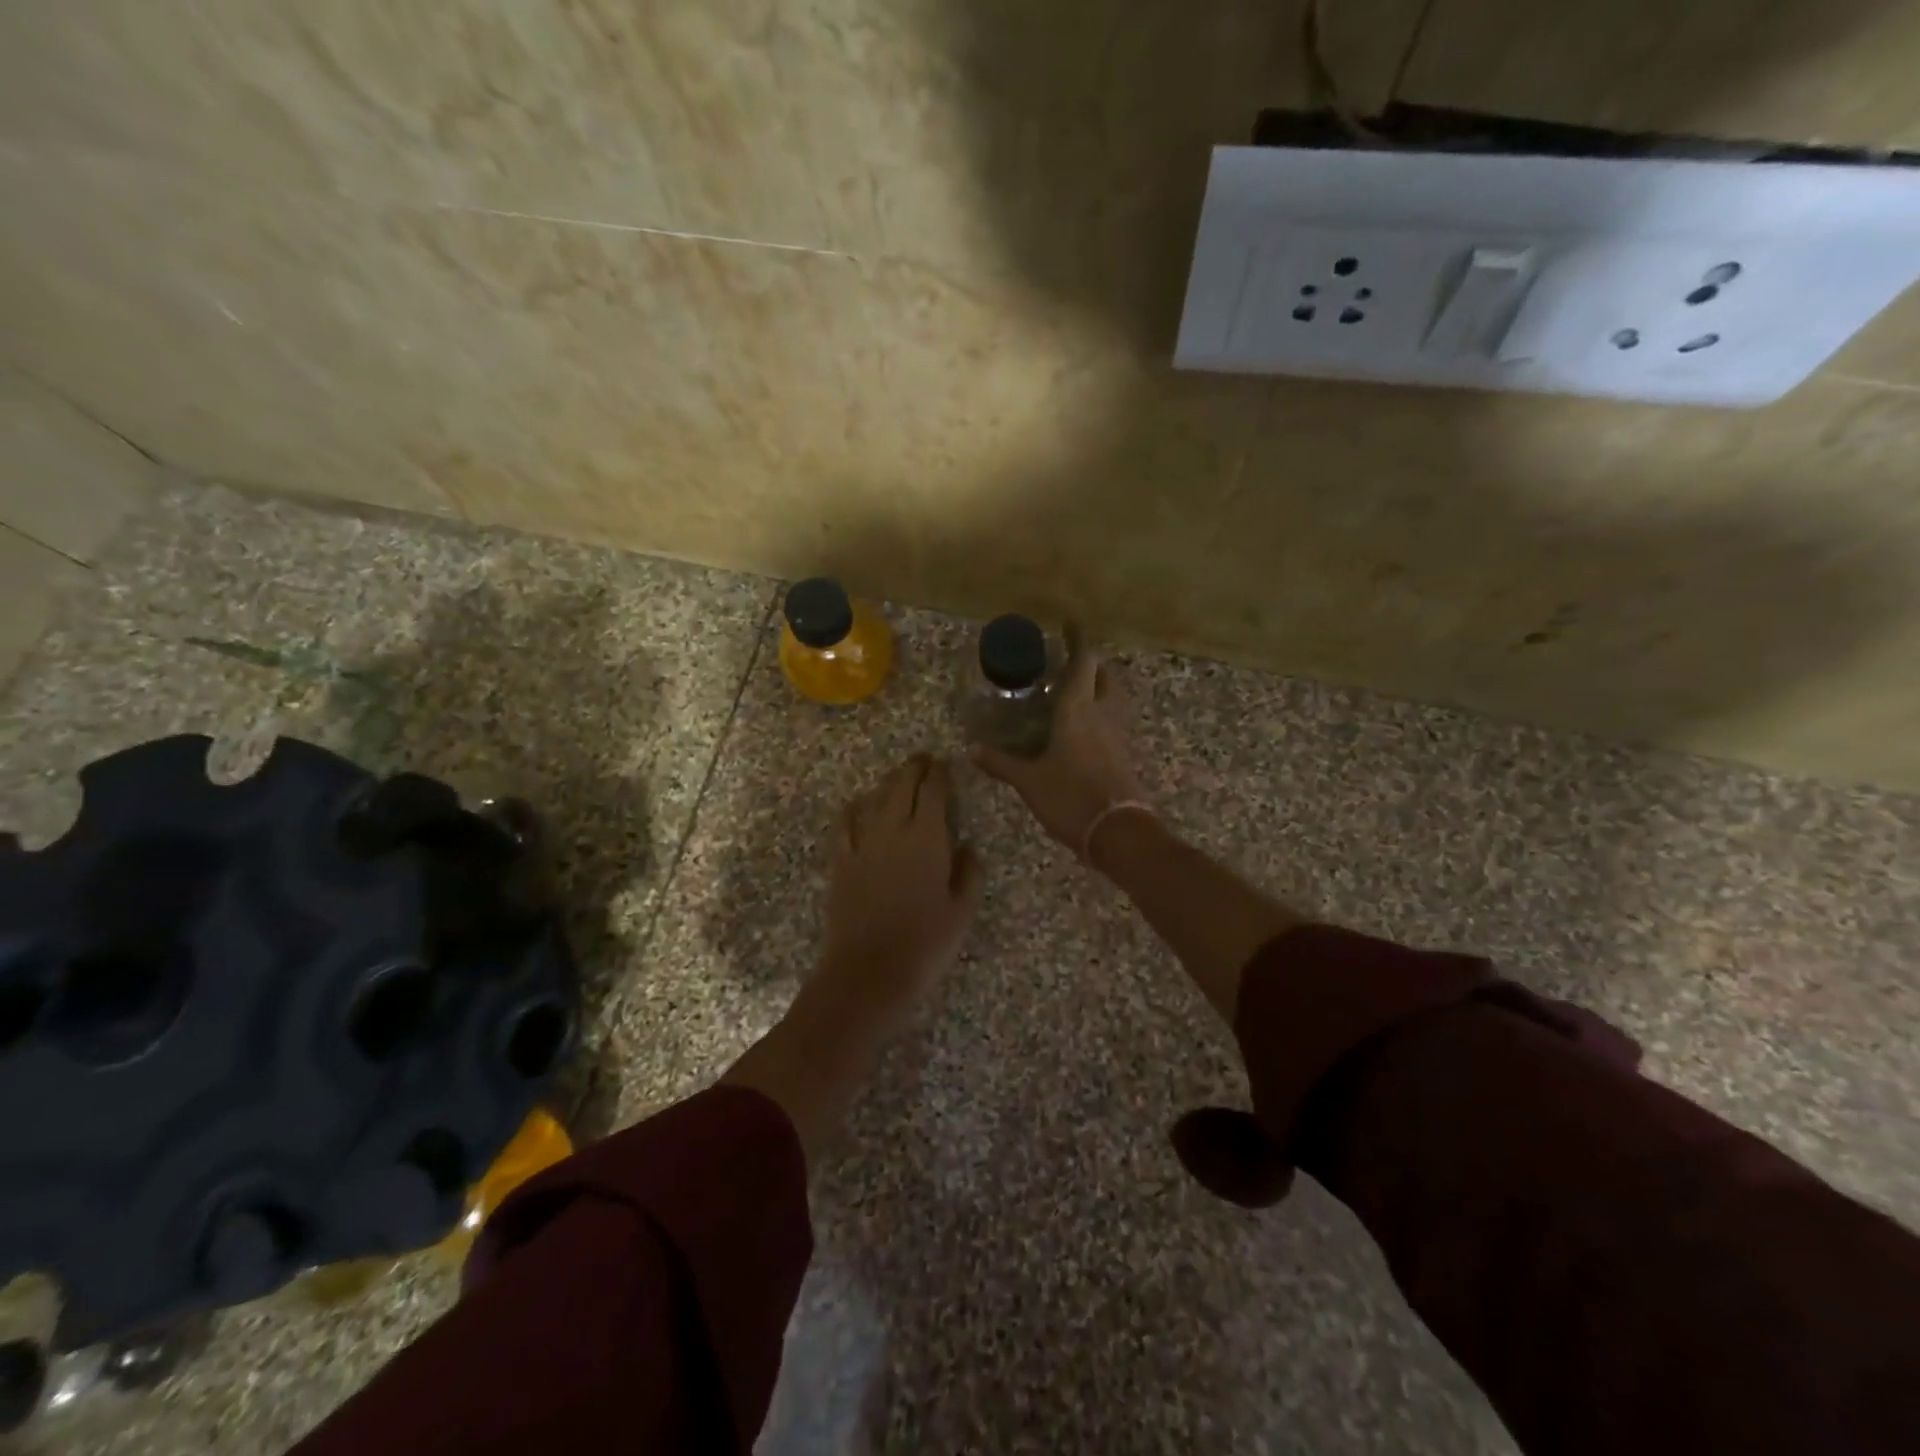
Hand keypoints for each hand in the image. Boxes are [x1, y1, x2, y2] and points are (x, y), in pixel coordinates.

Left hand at [817, 755, 980, 1033]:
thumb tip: (967, 846)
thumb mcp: (962, 911)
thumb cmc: (925, 943)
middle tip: (923, 760)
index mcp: (928, 837)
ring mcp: (863, 843)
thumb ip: (968, 873)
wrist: (868, 971)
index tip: (945, 763)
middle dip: (914, 768)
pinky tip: (859, 806)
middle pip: (902, 785)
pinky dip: (855, 809)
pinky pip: (846, 823)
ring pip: (875, 798)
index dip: (940, 773)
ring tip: (898, 777)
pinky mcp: (841, 861)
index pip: (934, 791)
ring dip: (888, 783)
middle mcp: (893, 829)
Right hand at [972, 627, 1149, 859]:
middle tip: (1070, 664)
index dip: (1078, 639)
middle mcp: (1103, 713)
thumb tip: (973, 750)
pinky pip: (1114, 722)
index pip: (1084, 661)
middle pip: (1105, 676)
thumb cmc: (1071, 796)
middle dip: (1091, 664)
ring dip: (1099, 688)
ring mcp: (1119, 734)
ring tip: (1076, 694)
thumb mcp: (1029, 781)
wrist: (1118, 832)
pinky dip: (1101, 715)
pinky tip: (1085, 729)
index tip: (1070, 623)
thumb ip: (1002, 763)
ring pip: (1113, 698)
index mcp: (1079, 709)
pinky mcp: (1125, 754)